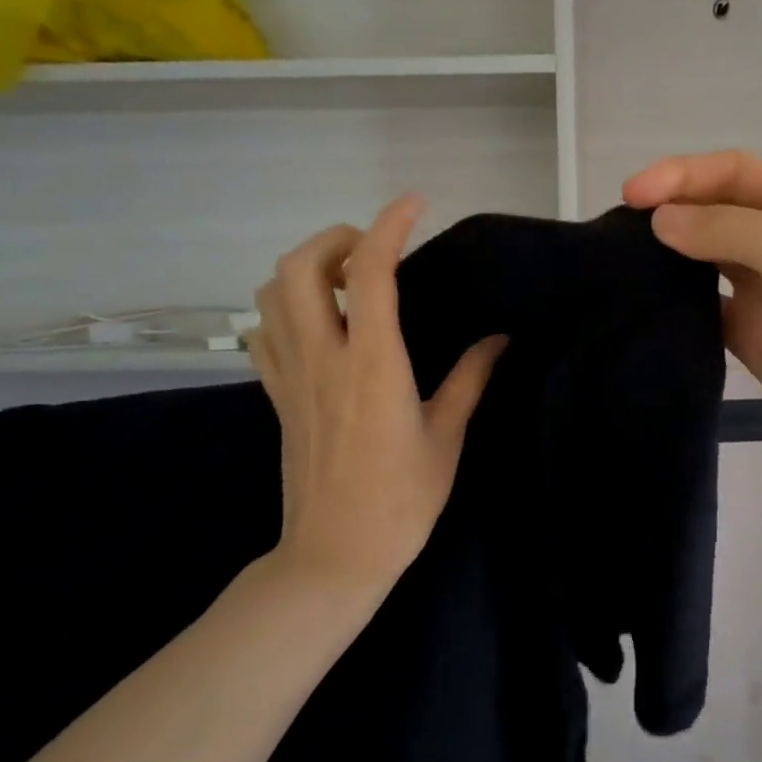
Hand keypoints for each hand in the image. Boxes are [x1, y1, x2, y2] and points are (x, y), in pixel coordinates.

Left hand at [245, 194, 505, 609]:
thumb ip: (471, 378)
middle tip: (372, 254)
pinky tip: (317, 325)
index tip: (415, 205)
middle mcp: (323, 358)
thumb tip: (499, 338)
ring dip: (305, 270)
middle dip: (334, 239)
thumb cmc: (402, 500)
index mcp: (373, 365)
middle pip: (299, 267)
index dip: (390, 225)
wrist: (335, 556)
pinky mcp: (275, 396)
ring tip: (346, 284)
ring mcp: (290, 376)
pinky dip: (283, 309)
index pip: (370, 272)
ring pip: (271, 293)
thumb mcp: (447, 437)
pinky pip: (262, 333)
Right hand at [623, 151, 761, 484]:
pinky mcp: (756, 334)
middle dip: (671, 211)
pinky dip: (679, 301)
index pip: (733, 171)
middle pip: (718, 210)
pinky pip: (708, 307)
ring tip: (623, 260)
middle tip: (618, 229)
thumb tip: (660, 221)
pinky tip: (648, 303)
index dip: (679, 175)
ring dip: (671, 255)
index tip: (630, 194)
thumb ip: (725, 226)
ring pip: (708, 258)